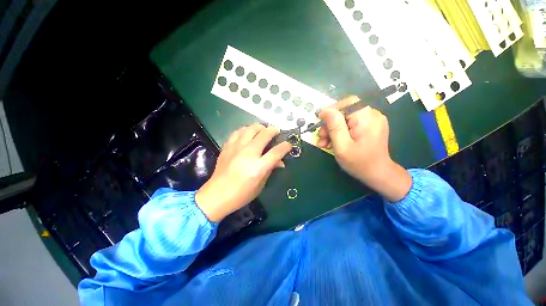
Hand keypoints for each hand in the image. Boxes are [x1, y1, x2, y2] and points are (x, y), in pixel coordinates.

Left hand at [195, 124, 291, 221]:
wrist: (217, 195)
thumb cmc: (241, 194)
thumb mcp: (260, 185)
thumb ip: (271, 170)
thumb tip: (280, 162)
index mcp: (258, 167)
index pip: (276, 152)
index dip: (285, 147)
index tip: (288, 145)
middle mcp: (248, 154)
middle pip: (264, 135)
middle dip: (273, 131)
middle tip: (276, 131)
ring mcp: (236, 148)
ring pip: (250, 129)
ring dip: (260, 127)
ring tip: (263, 130)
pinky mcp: (227, 147)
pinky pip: (238, 132)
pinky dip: (246, 130)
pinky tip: (248, 133)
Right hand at [317, 96, 411, 201]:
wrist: (378, 175)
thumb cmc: (360, 163)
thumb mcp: (342, 146)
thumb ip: (334, 127)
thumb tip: (325, 110)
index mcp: (367, 118)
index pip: (347, 103)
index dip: (332, 110)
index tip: (320, 121)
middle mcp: (372, 115)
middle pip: (345, 112)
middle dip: (330, 124)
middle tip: (321, 137)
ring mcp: (372, 121)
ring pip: (346, 119)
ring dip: (333, 130)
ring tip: (324, 143)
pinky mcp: (369, 127)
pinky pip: (351, 124)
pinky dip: (340, 132)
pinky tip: (333, 142)